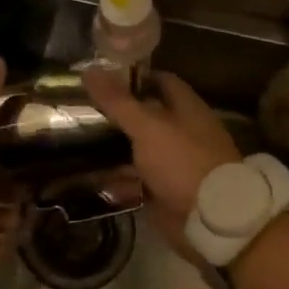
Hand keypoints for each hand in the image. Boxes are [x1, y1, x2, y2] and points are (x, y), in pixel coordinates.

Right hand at [81, 68, 240, 255]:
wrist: (211, 219)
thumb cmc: (182, 161)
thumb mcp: (147, 126)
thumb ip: (118, 101)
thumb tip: (89, 69)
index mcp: (186, 107)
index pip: (160, 81)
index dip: (134, 77)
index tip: (102, 78)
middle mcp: (182, 131)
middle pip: (146, 116)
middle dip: (117, 114)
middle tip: (81, 110)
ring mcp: (174, 162)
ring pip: (139, 149)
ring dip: (113, 148)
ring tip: (77, 143)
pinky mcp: (165, 190)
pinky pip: (137, 180)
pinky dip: (117, 179)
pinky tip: (89, 177)